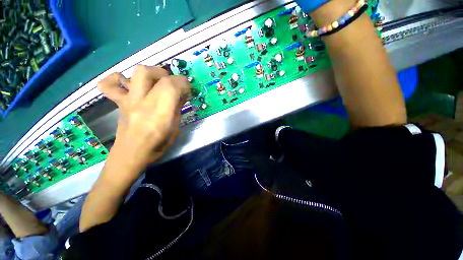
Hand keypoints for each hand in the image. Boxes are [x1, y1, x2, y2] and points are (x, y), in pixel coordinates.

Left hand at [97, 65, 190, 171]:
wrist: (132, 154)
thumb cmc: (158, 145)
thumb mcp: (175, 128)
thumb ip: (177, 109)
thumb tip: (182, 95)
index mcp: (160, 113)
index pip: (170, 86)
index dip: (182, 83)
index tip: (188, 89)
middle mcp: (142, 103)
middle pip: (151, 73)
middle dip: (167, 75)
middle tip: (174, 85)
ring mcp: (129, 101)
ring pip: (137, 72)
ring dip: (151, 73)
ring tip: (158, 82)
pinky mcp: (119, 102)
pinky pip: (109, 85)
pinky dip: (118, 79)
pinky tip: (128, 84)